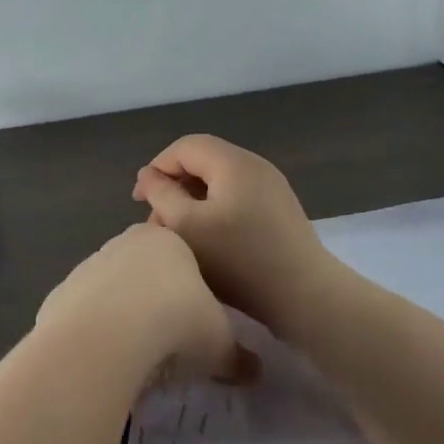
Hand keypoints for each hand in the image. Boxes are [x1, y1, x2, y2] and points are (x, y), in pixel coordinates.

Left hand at [35, 225, 258, 385]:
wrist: (106, 334)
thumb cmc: (175, 323)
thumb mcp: (219, 344)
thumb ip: (237, 356)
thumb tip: (255, 372)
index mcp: (168, 241)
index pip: (183, 253)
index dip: (191, 287)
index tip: (196, 318)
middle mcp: (125, 243)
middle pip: (145, 268)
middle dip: (156, 297)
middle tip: (169, 337)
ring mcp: (90, 265)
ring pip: (112, 288)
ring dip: (123, 313)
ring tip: (137, 352)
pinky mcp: (63, 292)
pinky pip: (84, 312)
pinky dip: (95, 330)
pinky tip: (105, 356)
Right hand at [132, 134, 336, 336]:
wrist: (304, 295)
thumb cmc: (238, 260)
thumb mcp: (187, 226)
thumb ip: (161, 194)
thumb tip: (149, 175)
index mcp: (233, 162)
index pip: (185, 147)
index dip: (157, 169)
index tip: (139, 202)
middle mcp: (255, 166)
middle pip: (203, 162)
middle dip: (174, 187)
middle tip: (157, 222)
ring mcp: (272, 188)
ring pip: (219, 183)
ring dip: (193, 202)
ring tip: (179, 236)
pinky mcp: (280, 211)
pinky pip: (238, 199)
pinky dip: (215, 212)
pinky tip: (209, 243)